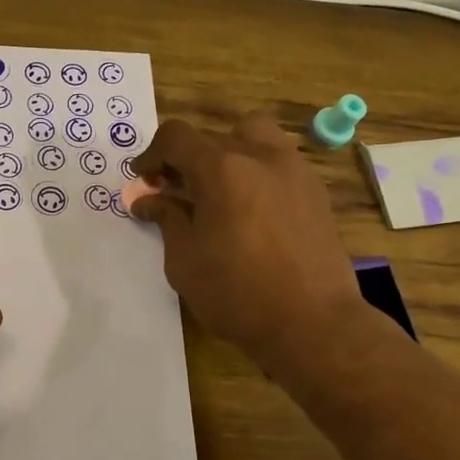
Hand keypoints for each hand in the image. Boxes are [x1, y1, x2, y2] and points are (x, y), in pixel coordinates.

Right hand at [130, 113, 363, 371]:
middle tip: (175, 190)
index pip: (176, 137)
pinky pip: (279, 162)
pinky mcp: (316, 191)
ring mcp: (294, 170)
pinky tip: (251, 208)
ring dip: (228, 152)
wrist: (313, 323)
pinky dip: (257, 171)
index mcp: (222, 169)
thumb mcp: (185, 260)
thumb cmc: (237, 293)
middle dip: (186, 158)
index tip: (143, 179)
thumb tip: (147, 200)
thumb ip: (166, 219)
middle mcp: (260, 156)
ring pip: (254, 136)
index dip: (152, 154)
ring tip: (219, 189)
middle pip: (213, 136)